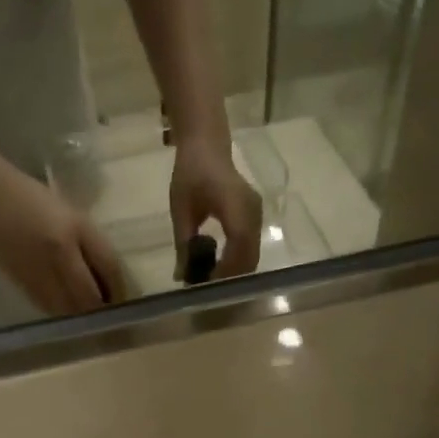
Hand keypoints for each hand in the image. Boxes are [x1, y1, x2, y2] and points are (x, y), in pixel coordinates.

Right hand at [0, 163, 123, 315]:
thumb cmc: (33, 199)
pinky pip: (51, 308)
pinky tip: (66, 306)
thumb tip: (109, 279)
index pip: (110, 267)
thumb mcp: (71, 214)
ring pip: (70, 309)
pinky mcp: (23, 284)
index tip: (124, 297)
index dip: (120, 288)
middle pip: (90, 297)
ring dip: (82, 314)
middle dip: (102, 307)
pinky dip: (63, 311)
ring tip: (88, 310)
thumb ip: (91, 244)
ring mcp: (40, 272)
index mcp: (75, 229)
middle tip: (108, 309)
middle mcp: (59, 254)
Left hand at [170, 137, 262, 280]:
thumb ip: (183, 244)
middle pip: (249, 257)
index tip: (207, 286)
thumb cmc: (191, 172)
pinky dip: (237, 263)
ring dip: (234, 273)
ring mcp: (257, 215)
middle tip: (207, 293)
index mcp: (234, 204)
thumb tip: (181, 277)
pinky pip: (250, 248)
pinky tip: (218, 270)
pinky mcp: (255, 218)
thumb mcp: (181, 209)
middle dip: (230, 278)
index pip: (239, 244)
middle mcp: (252, 211)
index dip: (227, 270)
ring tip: (210, 283)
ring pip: (252, 256)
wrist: (208, 145)